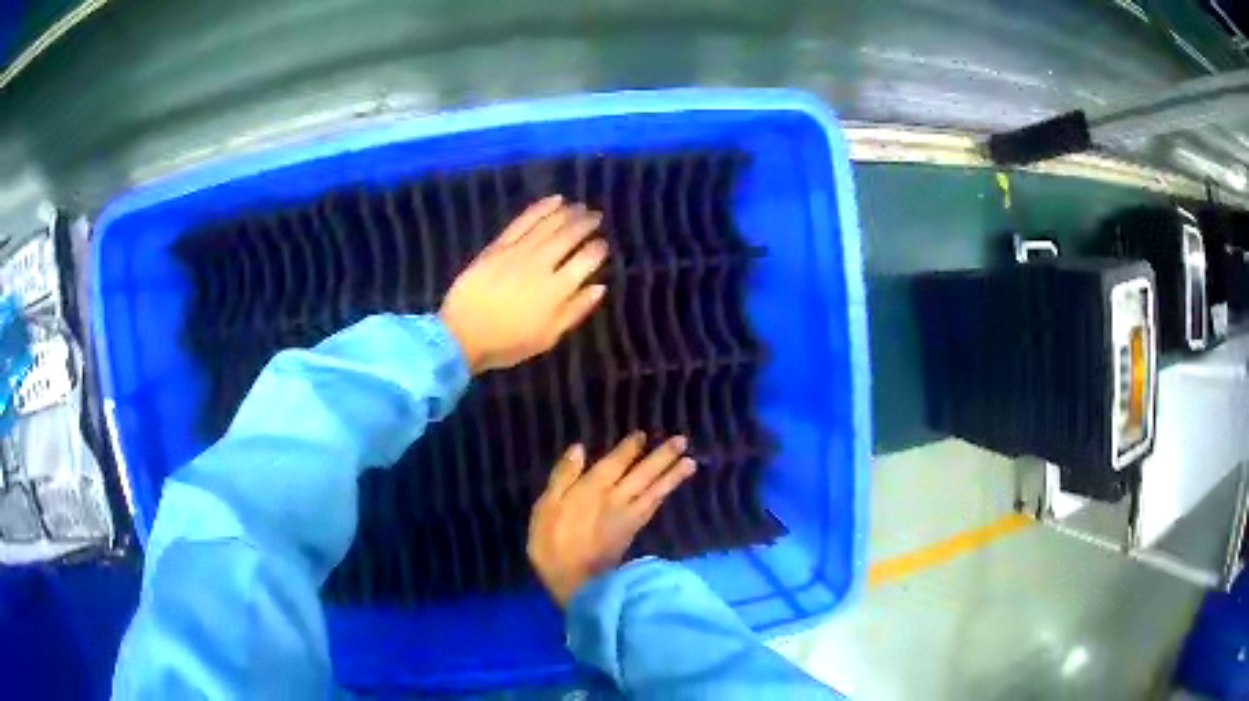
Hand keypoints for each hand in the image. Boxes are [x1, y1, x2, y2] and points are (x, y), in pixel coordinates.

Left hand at [439, 195, 607, 373]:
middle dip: (586, 224)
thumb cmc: (507, 343)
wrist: (461, 334)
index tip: (603, 243)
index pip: (586, 261)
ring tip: (579, 206)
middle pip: (569, 237)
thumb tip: (599, 287)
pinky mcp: (499, 245)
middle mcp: (541, 264)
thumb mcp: (548, 337)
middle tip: (596, 216)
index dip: (598, 250)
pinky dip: (540, 208)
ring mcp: (519, 251)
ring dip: (567, 213)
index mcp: (557, 289)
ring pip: (549, 225)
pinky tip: (554, 200)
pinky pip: (523, 221)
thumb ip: (575, 310)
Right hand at [527, 433, 696, 605]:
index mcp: (592, 488)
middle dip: (662, 457)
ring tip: (690, 463)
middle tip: (682, 441)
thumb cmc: (552, 544)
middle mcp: (616, 498)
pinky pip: (652, 508)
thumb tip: (578, 448)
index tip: (644, 434)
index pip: (615, 462)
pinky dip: (663, 496)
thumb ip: (563, 477)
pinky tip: (668, 492)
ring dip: (672, 476)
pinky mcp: (633, 534)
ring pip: (654, 491)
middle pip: (642, 474)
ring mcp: (628, 517)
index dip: (630, 448)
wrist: (576, 583)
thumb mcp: (546, 507)